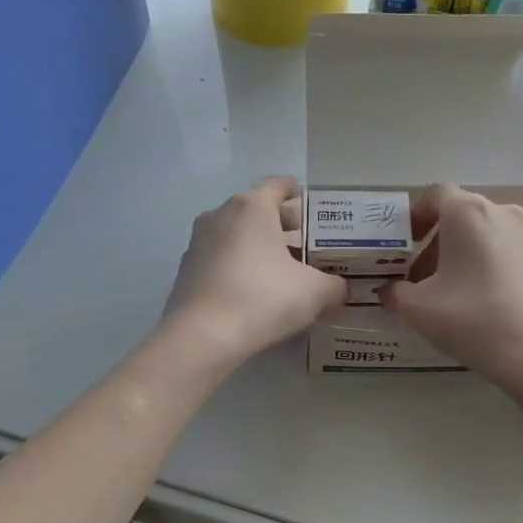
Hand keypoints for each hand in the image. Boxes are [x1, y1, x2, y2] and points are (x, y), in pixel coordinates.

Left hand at [162, 177, 345, 367]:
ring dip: (256, 246)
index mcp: (252, 208)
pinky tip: (252, 291)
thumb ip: (333, 285)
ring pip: (235, 235)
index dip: (295, 192)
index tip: (307, 203)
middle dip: (279, 224)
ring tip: (279, 270)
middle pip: (255, 210)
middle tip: (302, 243)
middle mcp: (220, 215)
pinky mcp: (186, 271)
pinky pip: (219, 259)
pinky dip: (237, 266)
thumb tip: (337, 288)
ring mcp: (197, 243)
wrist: (202, 337)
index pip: (277, 186)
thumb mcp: (315, 293)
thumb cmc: (263, 299)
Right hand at [382, 183, 522, 388]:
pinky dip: (486, 265)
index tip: (402, 242)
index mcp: (468, 212)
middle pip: (461, 214)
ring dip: (461, 253)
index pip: (435, 194)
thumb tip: (387, 291)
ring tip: (447, 290)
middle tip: (418, 273)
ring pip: (485, 234)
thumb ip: (396, 293)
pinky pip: (505, 252)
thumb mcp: (419, 308)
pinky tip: (478, 300)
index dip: (414, 214)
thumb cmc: (472, 319)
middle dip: (435, 239)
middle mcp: (502, 213)